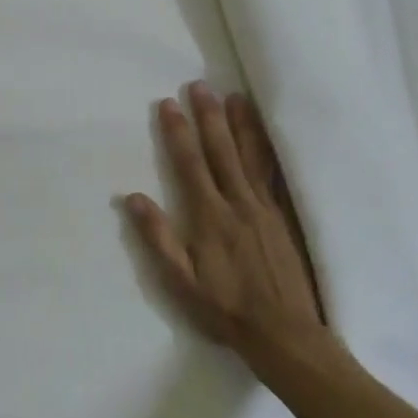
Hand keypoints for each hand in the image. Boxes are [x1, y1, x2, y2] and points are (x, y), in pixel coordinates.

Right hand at [127, 82, 332, 373]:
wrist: (284, 332)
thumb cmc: (225, 308)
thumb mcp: (181, 280)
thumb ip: (158, 237)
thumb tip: (132, 197)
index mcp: (210, 216)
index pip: (190, 164)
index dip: (178, 133)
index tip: (169, 104)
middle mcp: (238, 203)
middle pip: (221, 151)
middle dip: (209, 117)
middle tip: (200, 85)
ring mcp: (266, 207)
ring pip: (251, 156)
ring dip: (241, 124)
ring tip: (234, 96)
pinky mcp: (285, 216)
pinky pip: (275, 174)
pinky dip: (270, 150)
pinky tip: (268, 135)